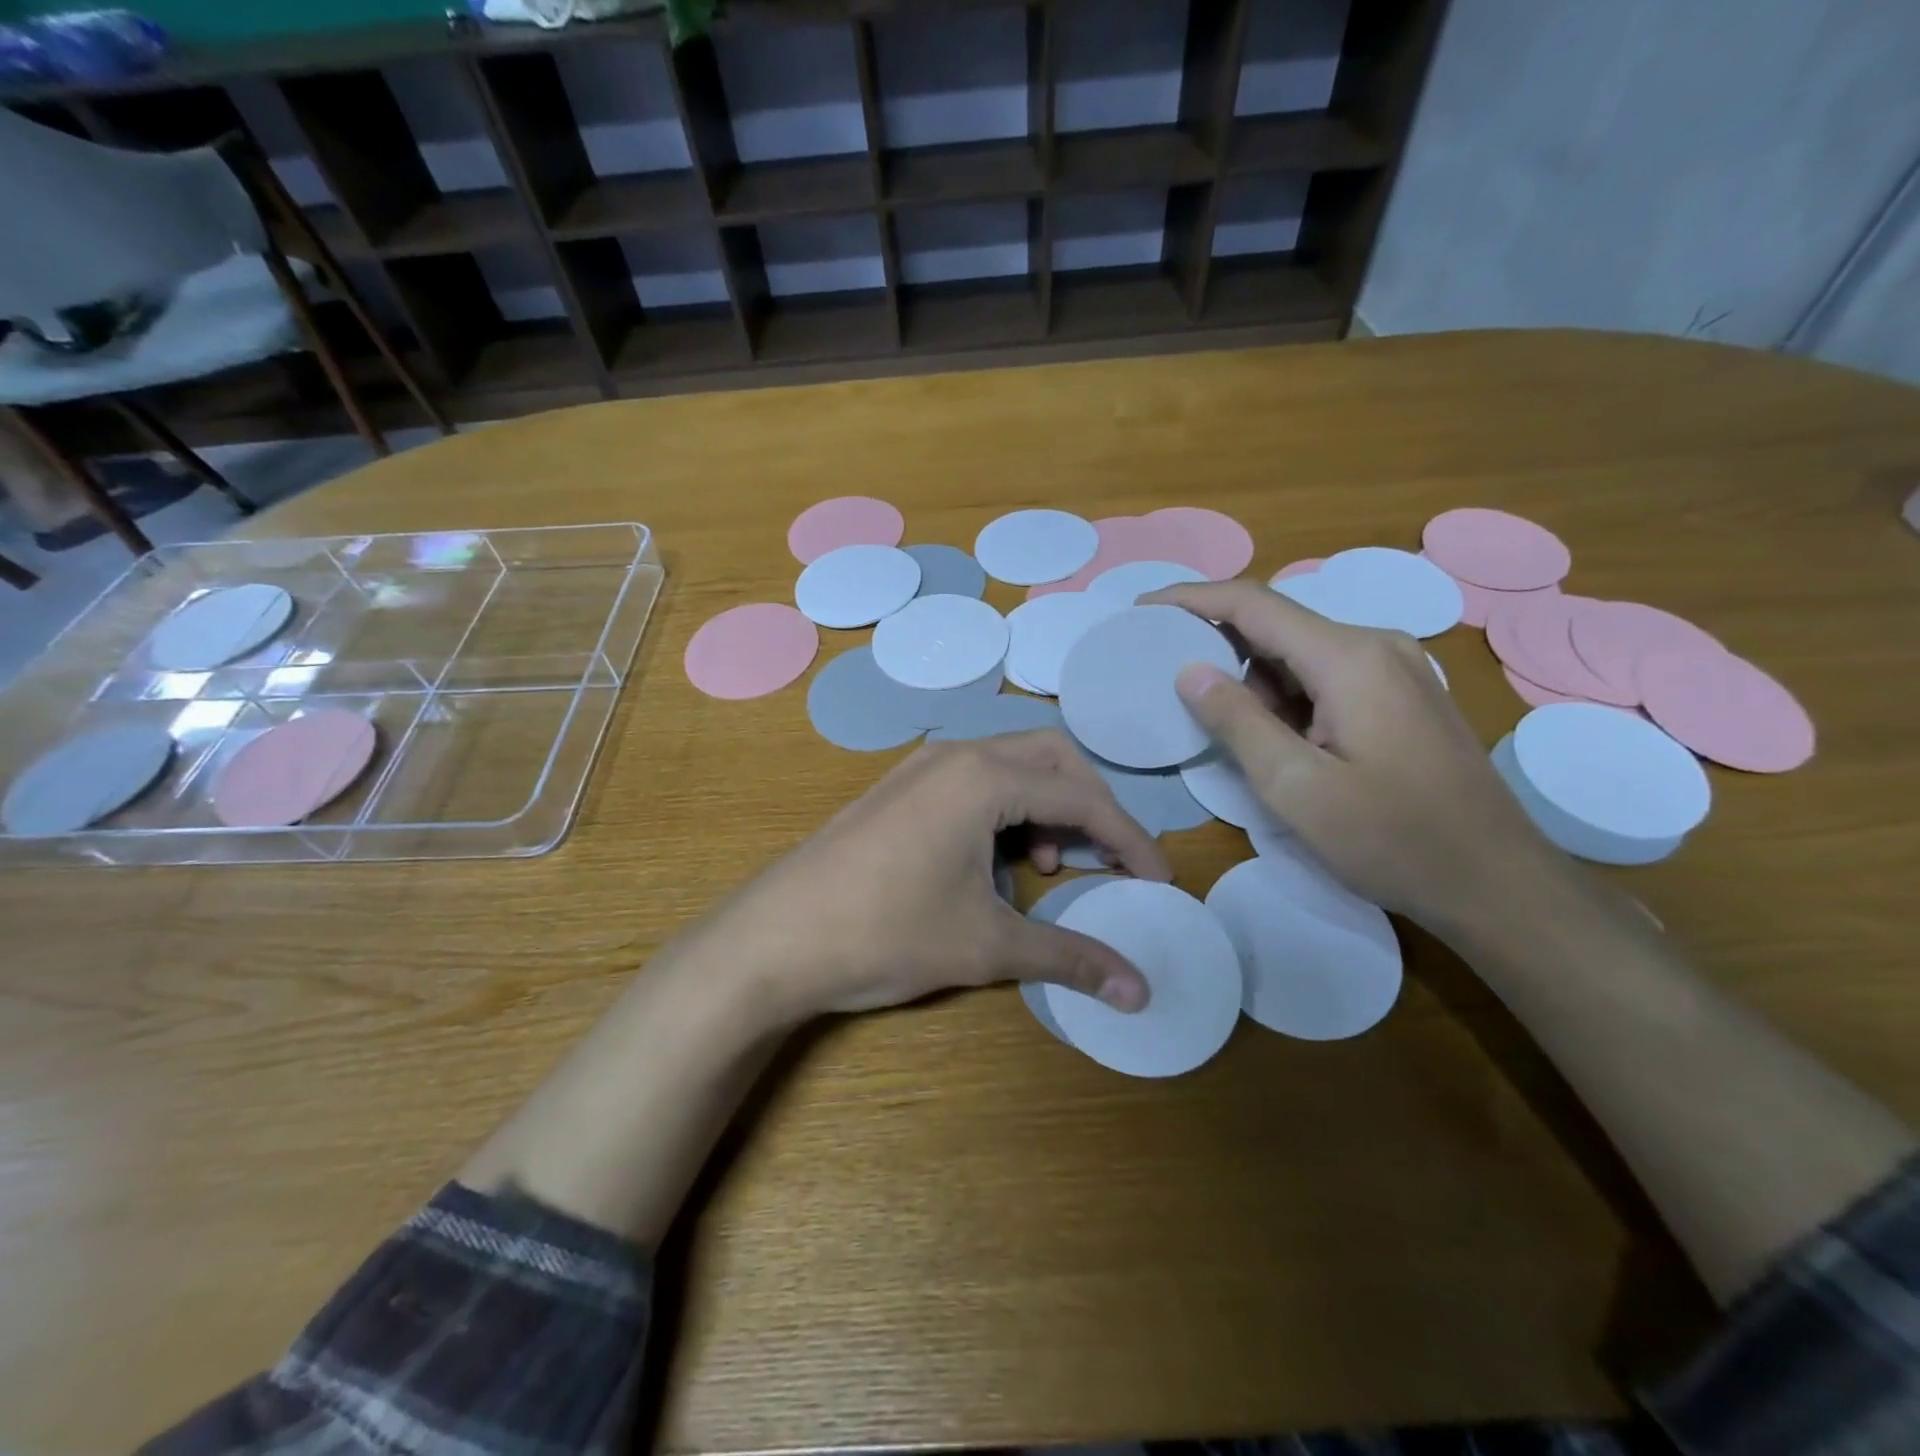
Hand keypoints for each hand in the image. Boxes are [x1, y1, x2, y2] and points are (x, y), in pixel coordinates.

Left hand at [683, 731, 1170, 1023]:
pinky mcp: (899, 788)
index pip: (1082, 797)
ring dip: (1045, 805)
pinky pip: (974, 779)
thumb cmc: (887, 934)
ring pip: (1011, 764)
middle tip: (1105, 860)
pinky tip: (993, 862)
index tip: (1159, 881)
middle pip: (1051, 758)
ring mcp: (921, 766)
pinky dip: (1005, 809)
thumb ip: (1070, 958)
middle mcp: (956, 754)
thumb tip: (1141, 991)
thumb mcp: (988, 946)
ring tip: (1045, 866)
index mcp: (984, 776)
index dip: (1130, 839)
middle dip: (1091, 806)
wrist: (774, 939)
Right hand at [1146, 580, 1568, 934]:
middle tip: (1160, 669)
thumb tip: (1190, 670)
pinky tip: (1266, 733)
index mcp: (1350, 658)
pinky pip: (1324, 677)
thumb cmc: (1395, 840)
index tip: (1141, 609)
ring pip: (1299, 653)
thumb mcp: (1297, 788)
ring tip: (1208, 715)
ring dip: (1250, 676)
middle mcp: (1376, 646)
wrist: (1499, 885)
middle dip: (1215, 640)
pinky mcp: (1401, 698)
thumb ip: (1237, 722)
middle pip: (1277, 623)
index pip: (1254, 603)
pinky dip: (1283, 695)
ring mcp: (1395, 671)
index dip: (1191, 599)